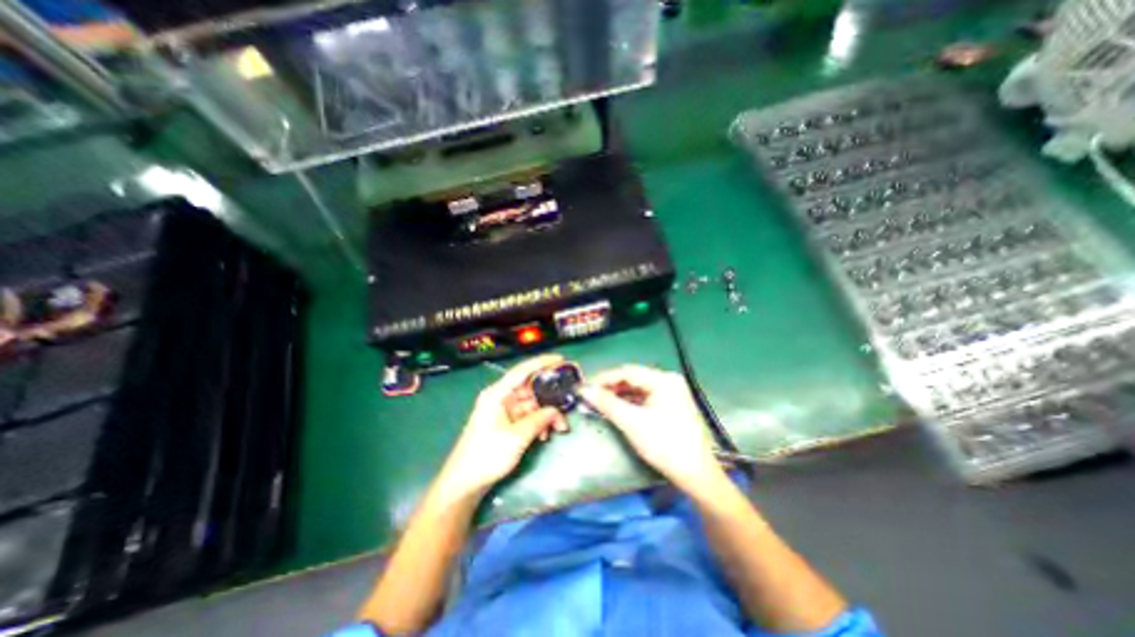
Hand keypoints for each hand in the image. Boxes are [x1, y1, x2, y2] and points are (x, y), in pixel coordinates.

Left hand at [439, 355, 572, 499]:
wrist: (465, 483)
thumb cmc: (487, 455)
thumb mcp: (518, 436)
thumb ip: (540, 419)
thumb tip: (557, 411)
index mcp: (498, 394)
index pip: (522, 371)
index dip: (542, 362)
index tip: (560, 359)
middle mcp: (501, 398)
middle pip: (530, 389)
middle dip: (549, 397)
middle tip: (568, 401)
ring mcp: (503, 411)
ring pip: (531, 404)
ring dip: (546, 414)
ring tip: (560, 427)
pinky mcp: (505, 423)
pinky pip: (527, 416)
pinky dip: (538, 423)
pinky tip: (545, 435)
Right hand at [580, 366, 720, 495]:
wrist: (696, 475)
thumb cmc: (665, 445)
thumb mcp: (632, 423)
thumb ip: (607, 404)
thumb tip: (584, 390)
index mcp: (663, 380)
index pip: (627, 372)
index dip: (604, 379)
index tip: (585, 388)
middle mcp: (669, 381)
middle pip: (633, 379)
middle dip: (610, 387)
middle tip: (591, 397)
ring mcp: (672, 393)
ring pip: (638, 389)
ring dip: (619, 396)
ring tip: (600, 404)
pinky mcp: (672, 406)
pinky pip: (645, 399)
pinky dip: (630, 403)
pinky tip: (618, 410)